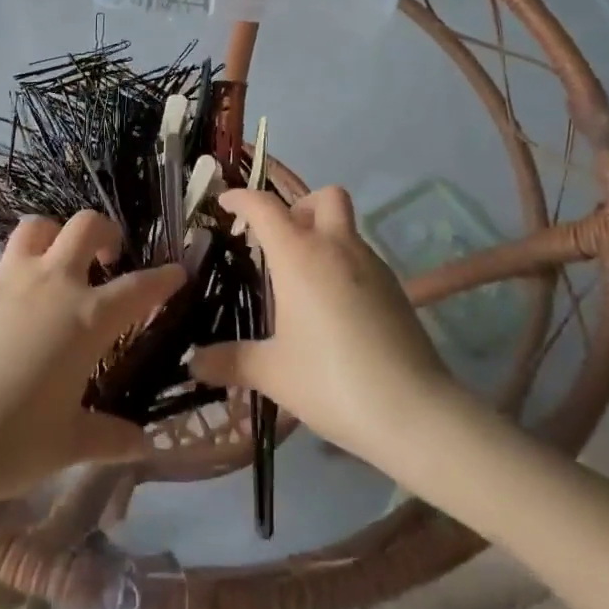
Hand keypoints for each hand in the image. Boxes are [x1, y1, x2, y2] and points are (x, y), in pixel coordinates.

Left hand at [0, 211, 182, 507]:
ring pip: (39, 226)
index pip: (140, 287)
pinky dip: (24, 262)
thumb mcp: (68, 444)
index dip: (164, 278)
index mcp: (87, 319)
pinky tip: (23, 299)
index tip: (178, 273)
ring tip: (63, 264)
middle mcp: (53, 285)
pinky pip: (7, 257)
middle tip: (112, 259)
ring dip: (58, 235)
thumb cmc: (9, 444)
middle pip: (86, 227)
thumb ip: (110, 436)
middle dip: (108, 233)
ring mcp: (10, 281)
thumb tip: (144, 443)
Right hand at [191, 186, 457, 465]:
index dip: (241, 198)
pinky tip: (334, 309)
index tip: (225, 204)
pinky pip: (363, 258)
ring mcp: (373, 265)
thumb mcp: (272, 373)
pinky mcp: (396, 289)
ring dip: (323, 237)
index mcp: (300, 256)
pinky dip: (343, 265)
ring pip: (347, 227)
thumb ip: (230, 361)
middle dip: (299, 206)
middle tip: (280, 240)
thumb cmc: (331, 381)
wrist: (414, 411)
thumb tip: (194, 362)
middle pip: (324, 197)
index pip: (265, 207)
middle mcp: (338, 247)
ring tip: (302, 283)